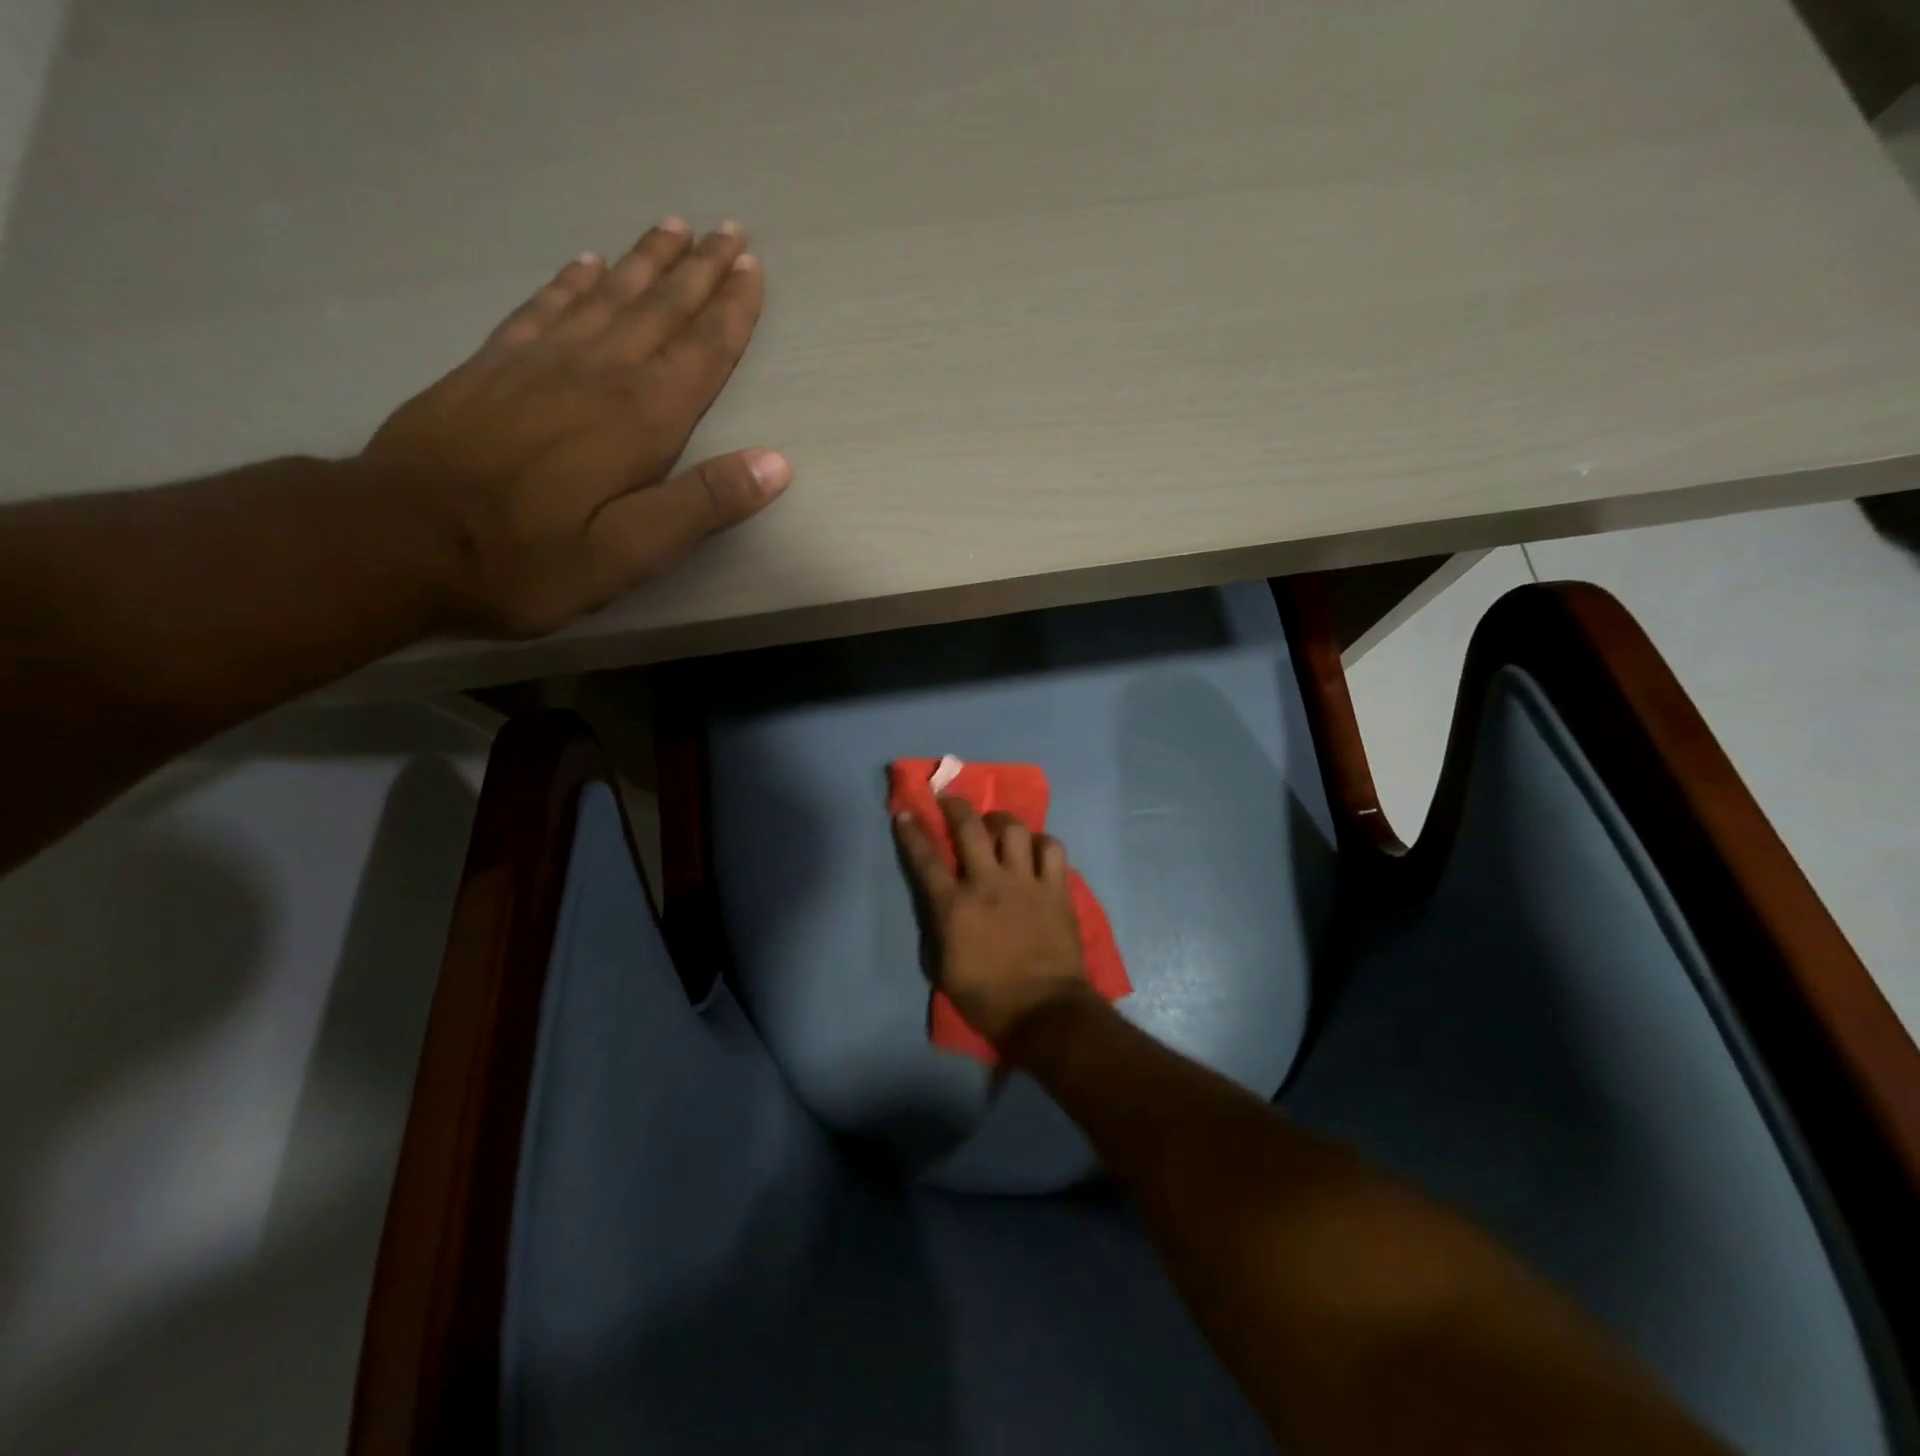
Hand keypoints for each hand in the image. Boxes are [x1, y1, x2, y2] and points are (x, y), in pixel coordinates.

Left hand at [358, 217, 791, 637]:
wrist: (397, 540)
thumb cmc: (528, 560)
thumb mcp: (630, 553)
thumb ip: (701, 505)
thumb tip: (776, 464)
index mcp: (638, 421)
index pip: (699, 353)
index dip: (731, 312)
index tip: (753, 269)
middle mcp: (595, 376)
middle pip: (657, 311)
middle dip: (698, 272)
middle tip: (728, 230)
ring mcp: (537, 364)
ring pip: (605, 297)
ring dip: (644, 262)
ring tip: (673, 228)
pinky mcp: (490, 368)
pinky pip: (543, 308)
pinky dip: (571, 282)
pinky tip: (586, 265)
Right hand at [894, 797, 1093, 1046]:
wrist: (1044, 1012)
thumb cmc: (987, 999)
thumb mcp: (944, 969)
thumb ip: (940, 929)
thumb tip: (943, 907)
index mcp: (954, 907)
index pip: (926, 859)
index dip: (913, 832)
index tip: (906, 812)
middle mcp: (988, 884)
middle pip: (969, 828)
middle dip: (955, 806)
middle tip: (950, 800)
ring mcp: (1025, 882)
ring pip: (1013, 829)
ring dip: (1001, 821)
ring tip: (997, 825)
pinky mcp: (1056, 889)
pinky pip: (1052, 848)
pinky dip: (1041, 843)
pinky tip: (1035, 849)